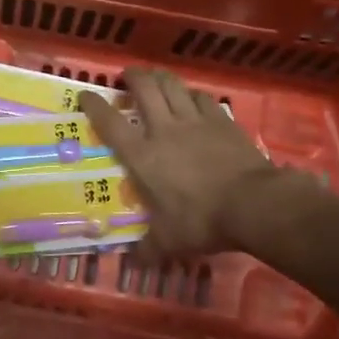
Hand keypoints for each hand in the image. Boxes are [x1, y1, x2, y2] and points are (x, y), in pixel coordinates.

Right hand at [83, 68, 283, 259]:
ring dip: (161, 78)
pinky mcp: (222, 121)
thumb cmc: (201, 220)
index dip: (95, 106)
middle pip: (144, 89)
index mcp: (143, 156)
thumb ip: (148, 249)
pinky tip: (193, 98)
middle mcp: (164, 130)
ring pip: (173, 86)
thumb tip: (132, 262)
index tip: (85, 95)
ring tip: (156, 78)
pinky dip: (193, 94)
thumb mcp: (169, 242)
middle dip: (133, 77)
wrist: (253, 204)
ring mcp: (195, 122)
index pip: (110, 124)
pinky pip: (203, 98)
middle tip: (127, 76)